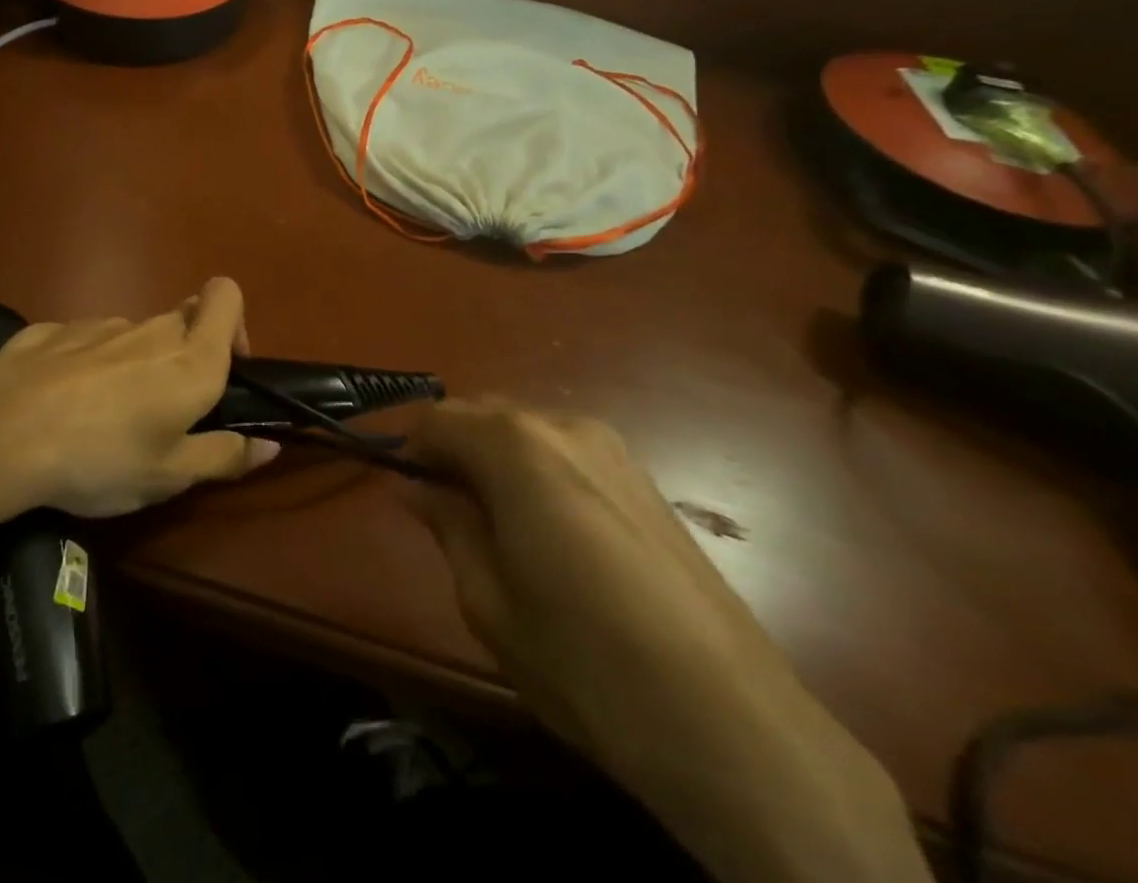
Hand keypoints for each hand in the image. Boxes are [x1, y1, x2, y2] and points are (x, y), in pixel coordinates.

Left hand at [0, 277, 280, 522]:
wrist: (0, 432)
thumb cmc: (101, 458)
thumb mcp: (170, 476)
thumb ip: (225, 456)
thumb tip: (270, 443)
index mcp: (190, 359)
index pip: (227, 296)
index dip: (234, 323)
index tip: (224, 370)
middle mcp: (150, 329)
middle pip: (182, 322)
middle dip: (182, 357)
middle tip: (162, 413)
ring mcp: (98, 325)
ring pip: (133, 336)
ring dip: (133, 366)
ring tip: (104, 420)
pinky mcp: (54, 330)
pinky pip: (86, 343)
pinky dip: (86, 366)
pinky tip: (60, 405)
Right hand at [407, 399, 928, 882]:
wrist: (732, 725)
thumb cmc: (583, 659)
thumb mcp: (486, 598)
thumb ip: (447, 524)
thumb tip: (417, 487)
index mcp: (515, 444)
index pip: (436, 418)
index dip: (412, 450)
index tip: (409, 494)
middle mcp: (564, 425)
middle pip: (483, 415)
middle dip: (454, 451)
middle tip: (449, 514)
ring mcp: (613, 449)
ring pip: (527, 432)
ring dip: (497, 462)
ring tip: (501, 529)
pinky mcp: (647, 482)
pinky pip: (567, 454)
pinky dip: (539, 474)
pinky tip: (554, 537)